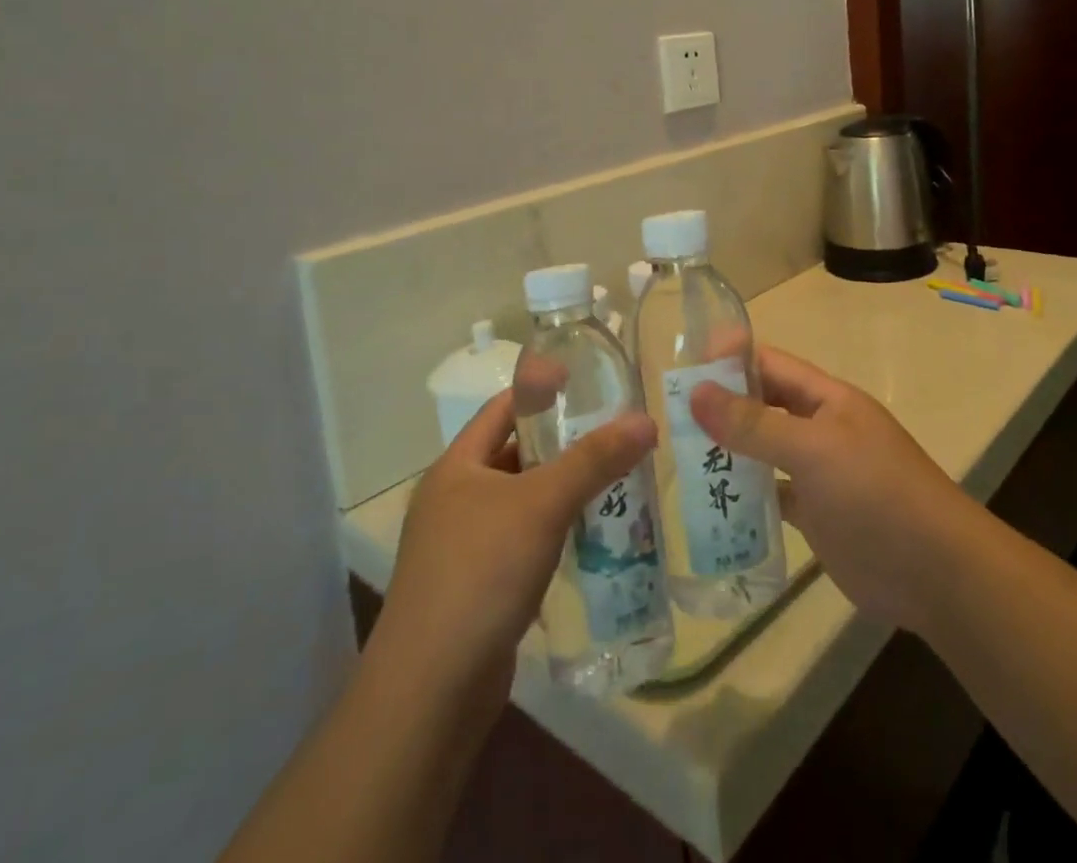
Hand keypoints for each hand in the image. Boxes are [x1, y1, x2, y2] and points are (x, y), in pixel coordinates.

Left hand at [371, 389, 656, 724]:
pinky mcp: (478, 588)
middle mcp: (454, 500)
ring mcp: (462, 547)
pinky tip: (591, 535)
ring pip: (522, 502)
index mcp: (456, 467)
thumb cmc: (480, 573)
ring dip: (562, 490)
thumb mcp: (542, 505)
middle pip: (515, 454)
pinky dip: (554, 532)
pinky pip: (523, 542)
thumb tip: (646, 419)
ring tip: (615, 478)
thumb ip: (595, 459)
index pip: (502, 409)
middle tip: (615, 432)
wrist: (430, 693)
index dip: (542, 391)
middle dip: (563, 443)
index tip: (589, 383)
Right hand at [689, 345, 972, 633]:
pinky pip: (771, 493)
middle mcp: (820, 427)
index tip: (682, 366)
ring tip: (675, 455)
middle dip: (721, 405)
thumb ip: (754, 423)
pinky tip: (709, 502)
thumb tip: (696, 392)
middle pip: (763, 404)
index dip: (730, 359)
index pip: (770, 364)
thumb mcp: (813, 450)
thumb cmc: (876, 493)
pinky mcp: (816, 514)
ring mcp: (818, 472)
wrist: (935, 572)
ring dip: (728, 450)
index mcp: (826, 398)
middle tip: (666, 415)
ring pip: (763, 449)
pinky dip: (744, 494)